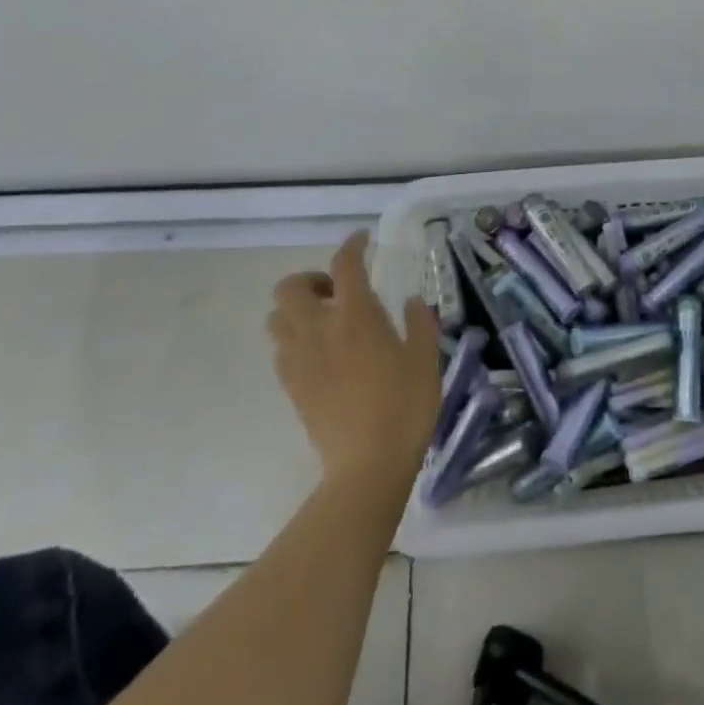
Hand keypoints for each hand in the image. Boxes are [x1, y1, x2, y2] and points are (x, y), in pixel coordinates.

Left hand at [269, 232, 441, 488]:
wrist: (368, 464)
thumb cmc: (406, 405)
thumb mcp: (426, 358)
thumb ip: (419, 323)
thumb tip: (410, 302)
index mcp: (356, 315)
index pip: (345, 264)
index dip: (352, 245)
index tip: (362, 240)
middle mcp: (320, 329)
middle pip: (289, 287)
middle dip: (310, 279)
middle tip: (337, 292)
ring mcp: (299, 359)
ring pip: (277, 318)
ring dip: (297, 310)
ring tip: (327, 322)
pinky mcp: (292, 386)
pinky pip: (281, 350)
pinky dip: (295, 340)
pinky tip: (321, 354)